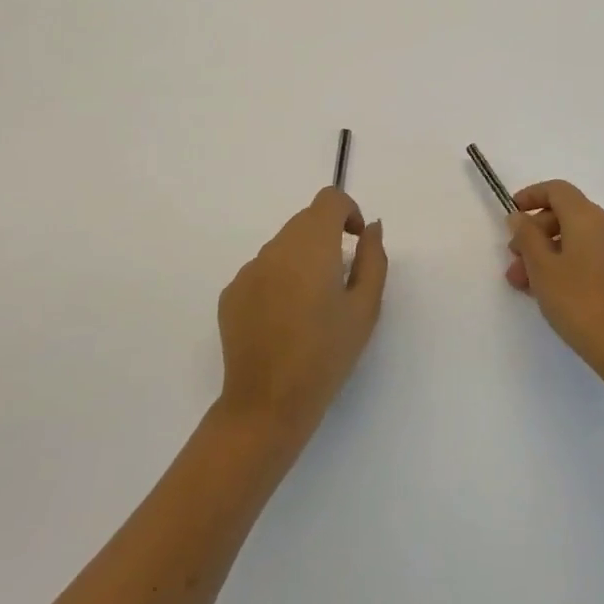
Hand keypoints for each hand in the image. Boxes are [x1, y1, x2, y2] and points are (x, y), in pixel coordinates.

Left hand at [217, 188, 387, 439]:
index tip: (356, 242)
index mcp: (311, 245)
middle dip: (326, 237)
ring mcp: (248, 270)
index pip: (328, 199)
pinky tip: (283, 321)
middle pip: (305, 221)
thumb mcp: (365, 308)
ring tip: (311, 306)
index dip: (347, 211)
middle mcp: (276, 248)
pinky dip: (278, 281)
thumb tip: (371, 227)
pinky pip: (262, 271)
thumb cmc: (326, 355)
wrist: (267, 404)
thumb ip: (373, 258)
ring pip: (282, 247)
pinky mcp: (231, 294)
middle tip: (340, 280)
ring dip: (301, 260)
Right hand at [506, 180, 603, 375]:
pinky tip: (546, 291)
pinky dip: (563, 262)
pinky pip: (586, 254)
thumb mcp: (542, 267)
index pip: (557, 190)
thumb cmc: (578, 300)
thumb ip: (527, 236)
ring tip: (523, 283)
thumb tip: (520, 217)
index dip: (531, 196)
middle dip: (534, 233)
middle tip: (513, 259)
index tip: (511, 215)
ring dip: (545, 252)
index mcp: (588, 216)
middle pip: (564, 214)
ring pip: (573, 237)